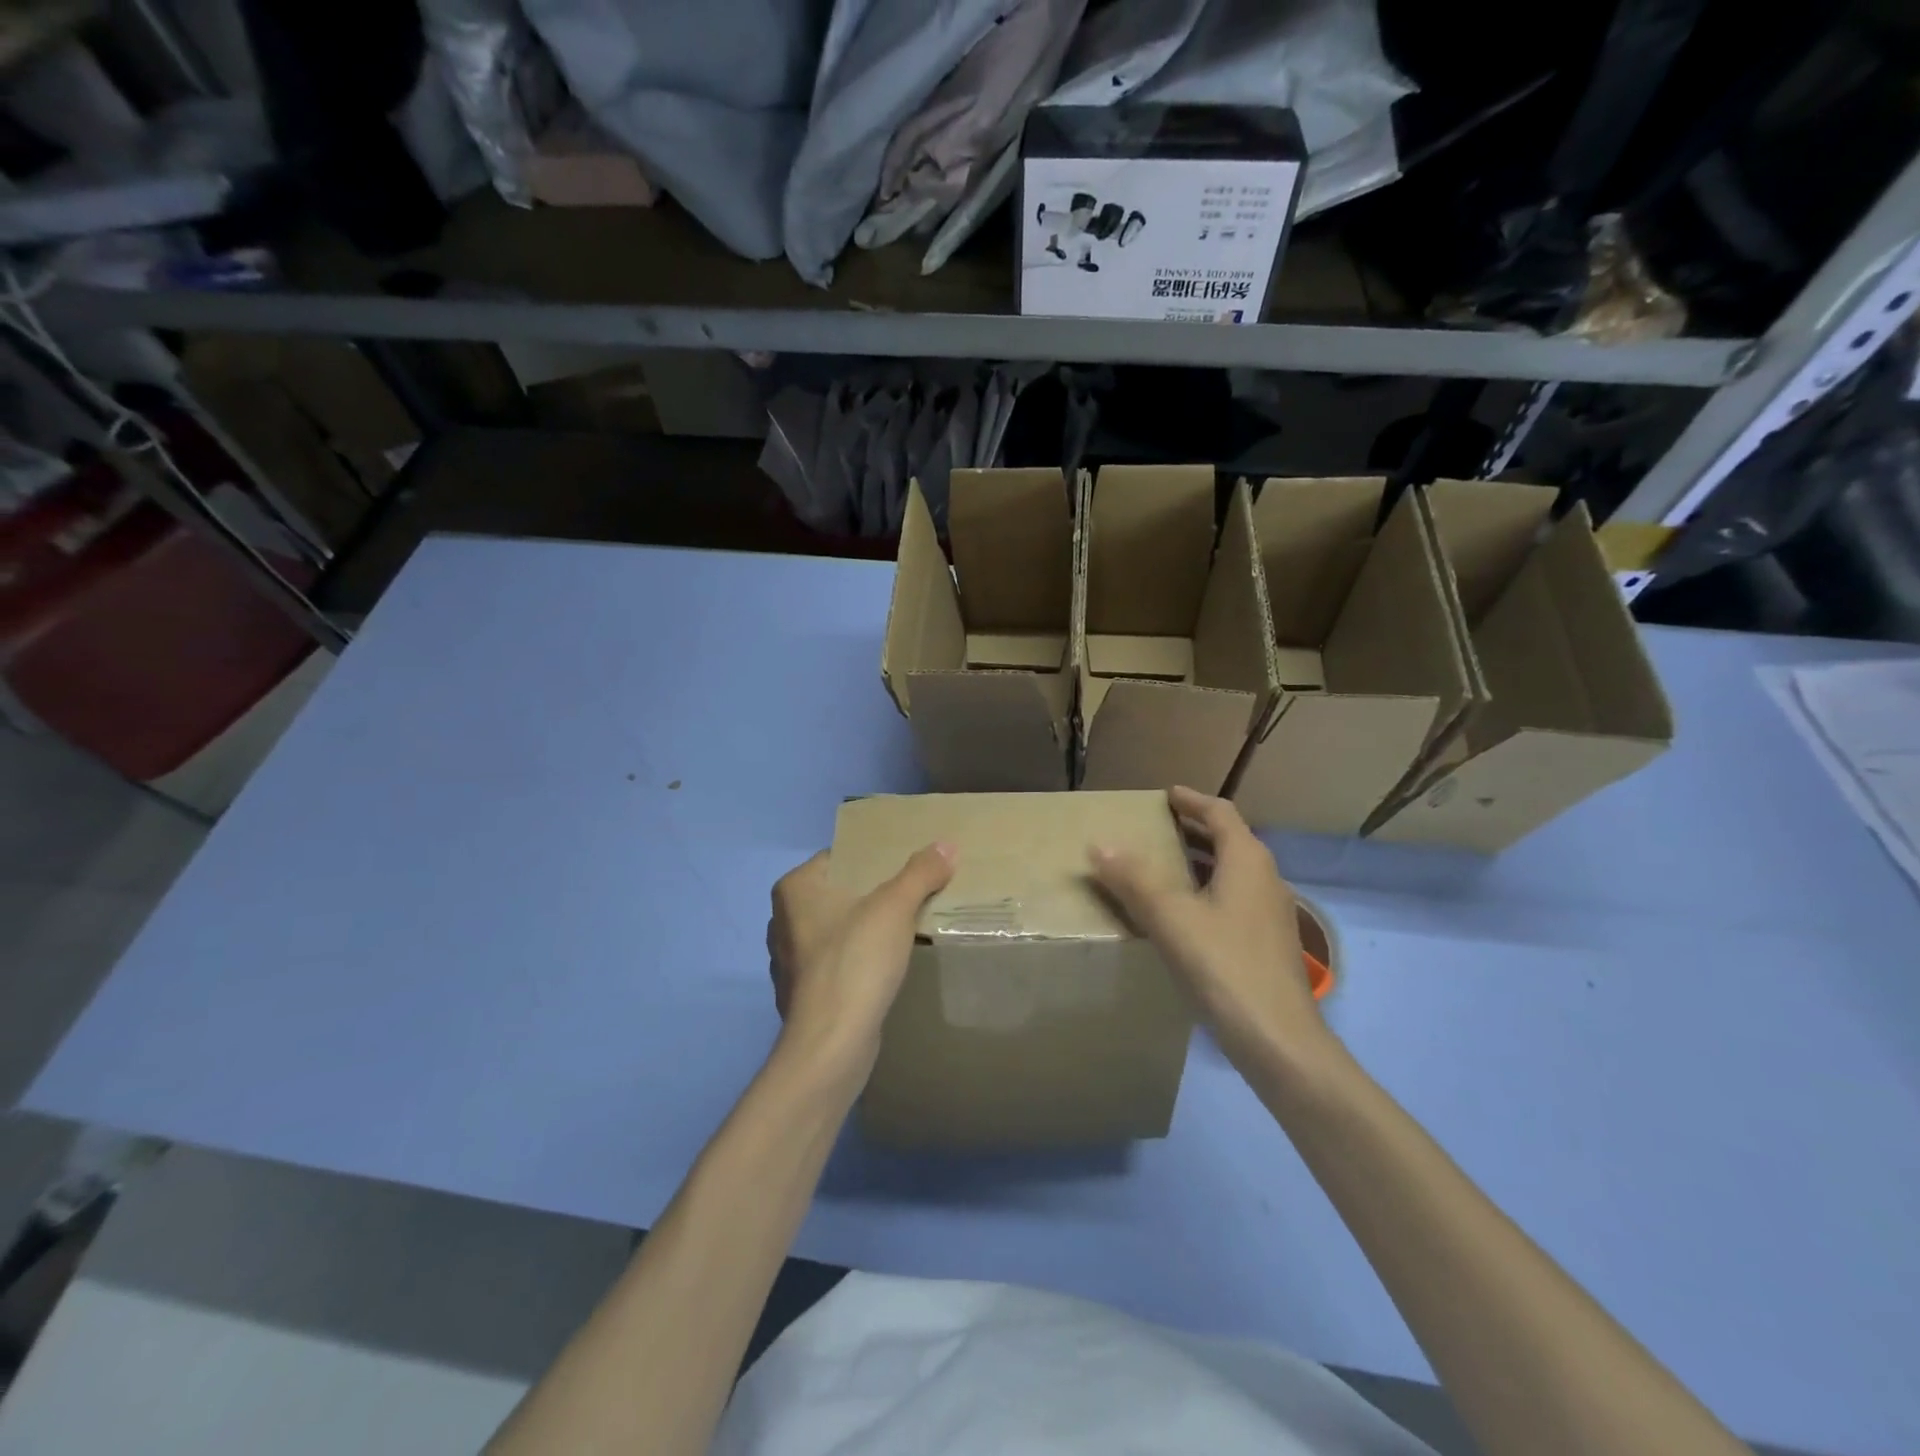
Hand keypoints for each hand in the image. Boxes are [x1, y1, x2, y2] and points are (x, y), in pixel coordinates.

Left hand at [767, 843, 955, 1082]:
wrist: (831, 1043)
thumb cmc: (855, 960)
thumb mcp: (895, 907)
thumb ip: (920, 872)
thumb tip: (946, 844)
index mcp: (795, 890)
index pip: (838, 858)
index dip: (872, 859)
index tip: (904, 865)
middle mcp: (782, 921)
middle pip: (838, 895)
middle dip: (871, 895)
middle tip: (910, 894)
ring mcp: (789, 961)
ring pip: (835, 931)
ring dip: (863, 930)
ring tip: (901, 930)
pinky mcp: (801, 995)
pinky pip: (834, 964)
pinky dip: (855, 961)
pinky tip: (881, 967)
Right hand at [1090, 786, 1329, 1069]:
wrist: (1279, 1040)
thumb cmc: (1224, 966)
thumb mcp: (1170, 918)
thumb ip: (1133, 879)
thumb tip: (1099, 844)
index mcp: (1247, 860)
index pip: (1220, 813)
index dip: (1192, 800)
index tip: (1166, 795)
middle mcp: (1266, 878)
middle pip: (1230, 839)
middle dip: (1195, 828)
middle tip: (1159, 826)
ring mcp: (1271, 913)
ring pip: (1234, 870)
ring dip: (1202, 860)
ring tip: (1165, 864)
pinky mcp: (1267, 943)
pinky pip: (1234, 898)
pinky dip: (1208, 889)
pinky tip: (1185, 913)